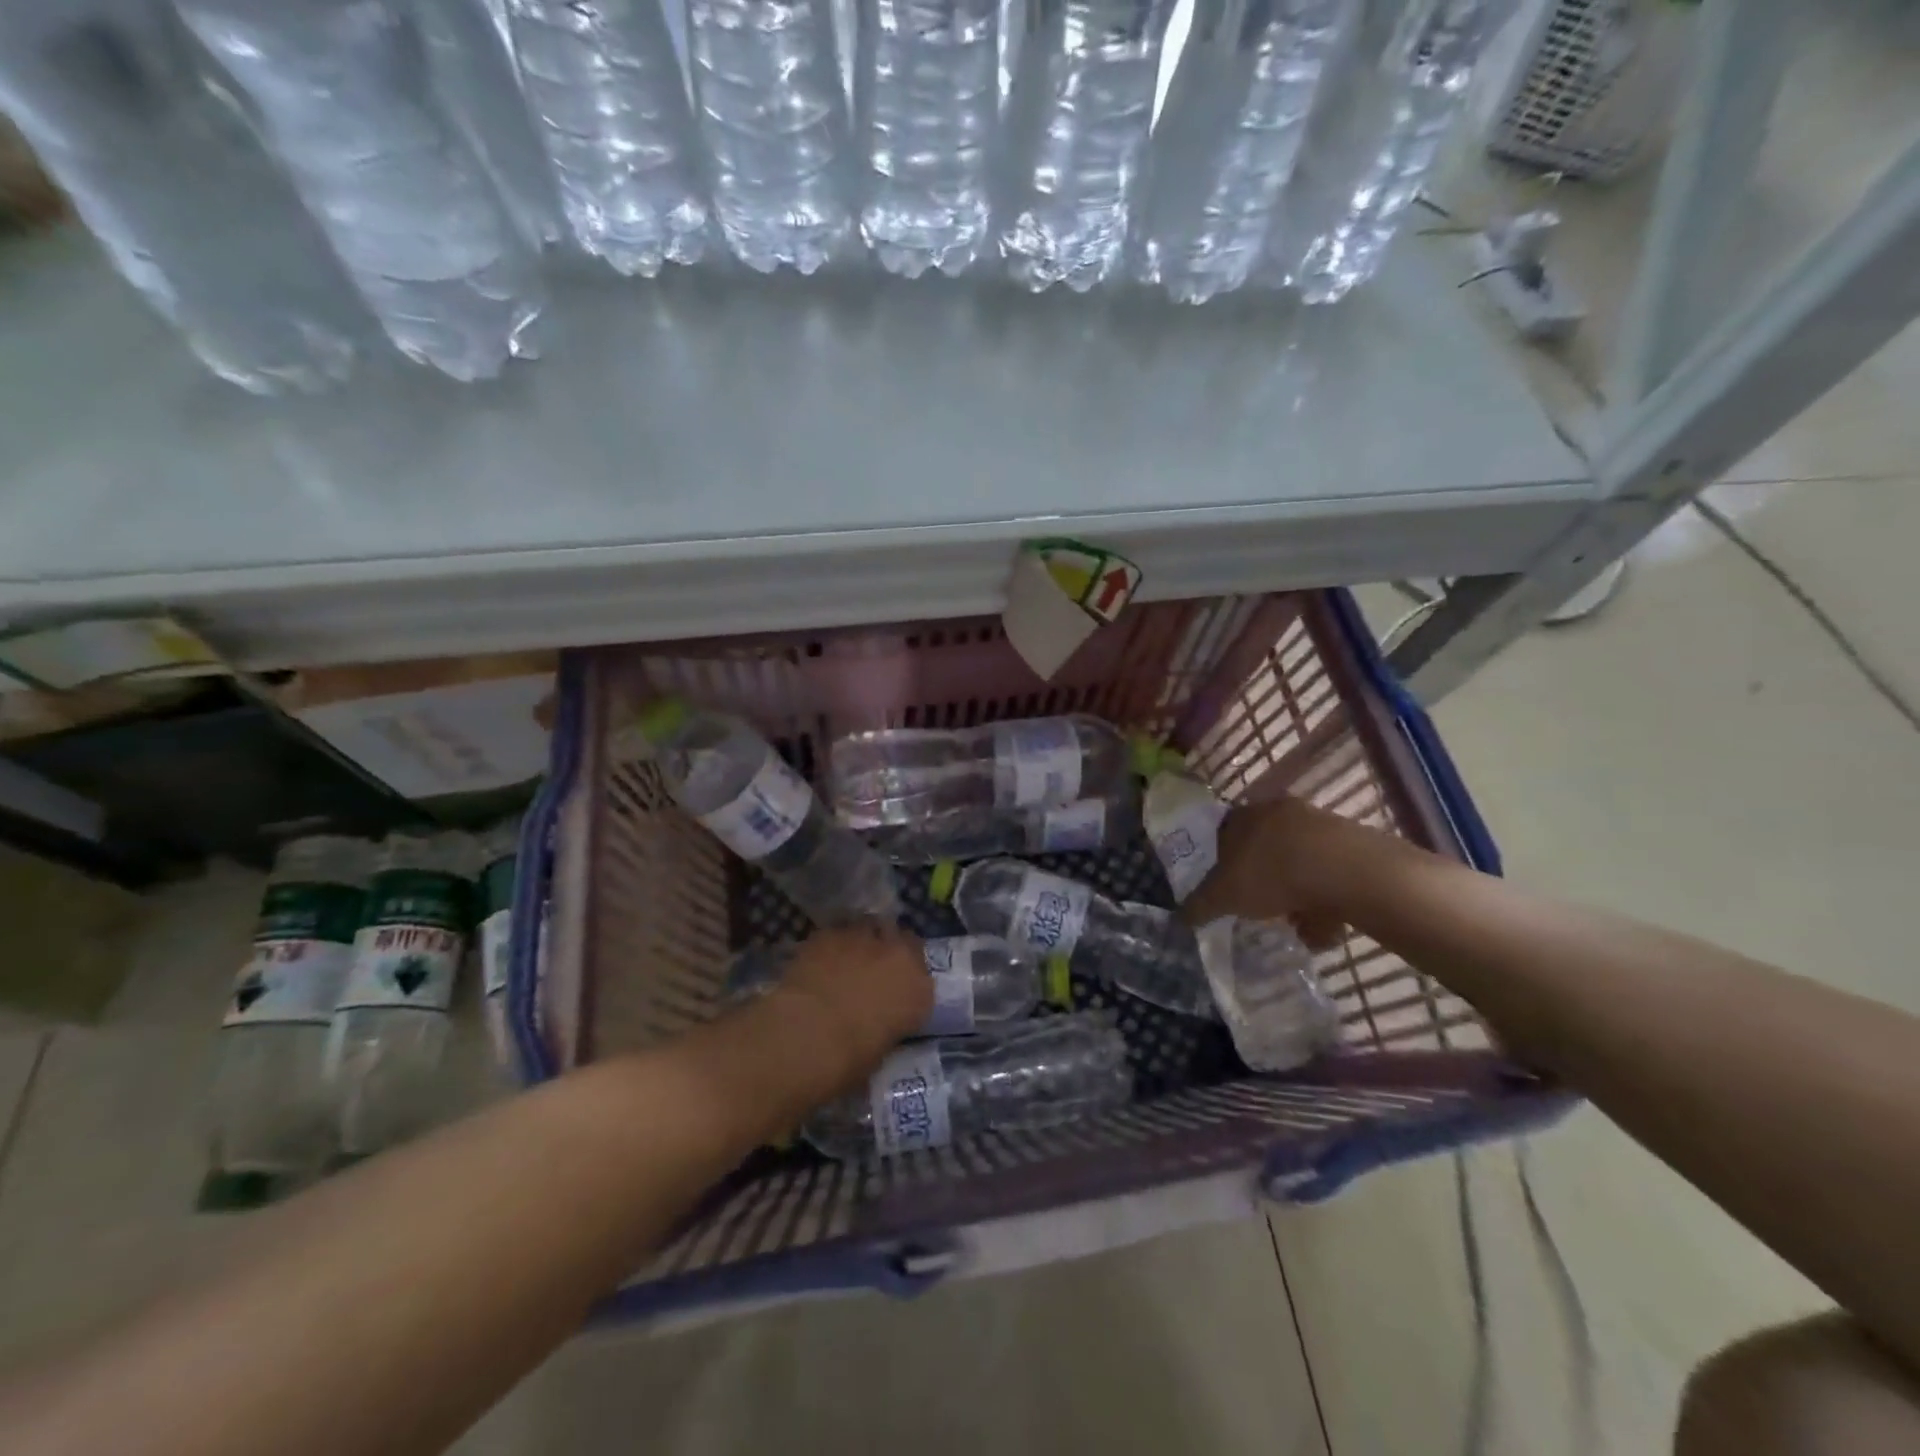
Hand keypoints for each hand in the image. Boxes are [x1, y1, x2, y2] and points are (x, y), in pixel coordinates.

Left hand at [764, 925, 931, 1089]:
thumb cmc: (850, 1059)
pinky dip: (831, 943)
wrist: (809, 1034)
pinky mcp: (830, 932)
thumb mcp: (882, 1048)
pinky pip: (836, 932)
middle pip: (901, 940)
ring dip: (861, 940)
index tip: (895, 987)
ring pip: (869, 927)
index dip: (906, 977)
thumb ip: (887, 1022)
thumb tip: (875, 1019)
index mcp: (919, 992)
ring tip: (845, 958)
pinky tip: (819, 959)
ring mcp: (864, 938)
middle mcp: (898, 956)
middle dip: (889, 949)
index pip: (923, 975)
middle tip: (872, 967)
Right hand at [1183, 798, 1351, 948]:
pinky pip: (1328, 873)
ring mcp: (1316, 823)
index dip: (1221, 861)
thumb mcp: (1223, 896)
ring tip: (1296, 923)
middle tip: (1260, 906)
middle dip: (1261, 877)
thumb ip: (1200, 905)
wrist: (1343, 869)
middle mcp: (1277, 811)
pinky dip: (1324, 897)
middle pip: (1262, 847)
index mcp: (1242, 816)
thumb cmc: (1270, 873)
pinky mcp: (1349, 841)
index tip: (1226, 887)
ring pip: (1297, 861)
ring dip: (1296, 891)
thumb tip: (1180, 917)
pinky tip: (1324, 924)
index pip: (1223, 833)